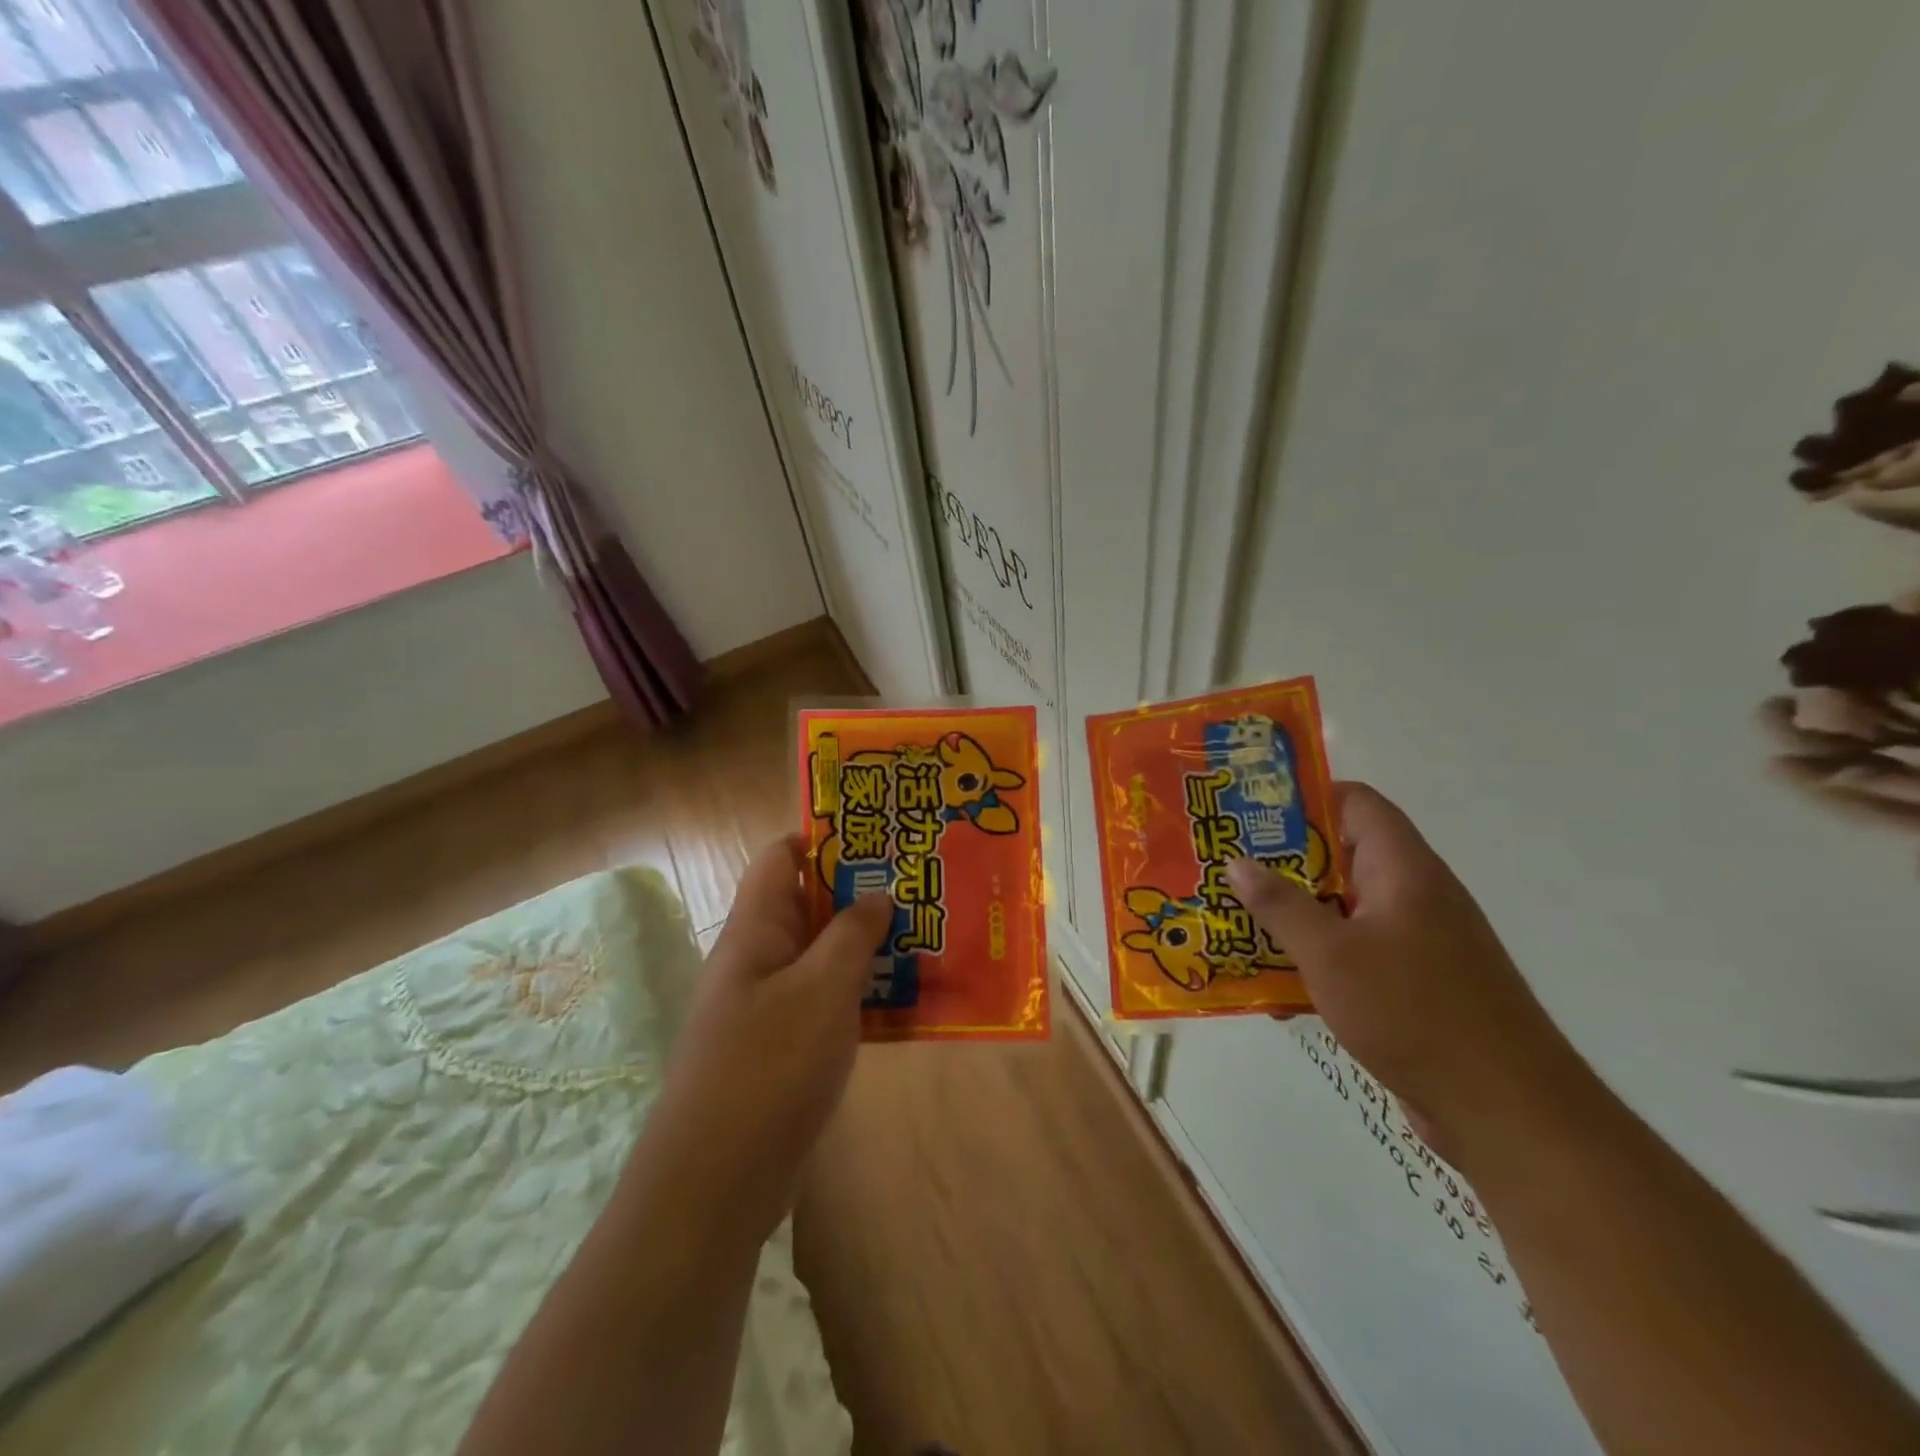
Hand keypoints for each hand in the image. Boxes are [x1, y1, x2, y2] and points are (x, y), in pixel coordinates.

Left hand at [647, 835, 891, 1243]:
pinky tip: (907, 998)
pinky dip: (860, 992)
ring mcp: (769, 1005)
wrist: (716, 1183)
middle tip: (920, 885)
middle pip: (809, 905)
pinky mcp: (783, 1047)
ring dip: (867, 945)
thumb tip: (876, 894)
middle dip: (860, 892)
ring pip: (822, 955)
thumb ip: (852, 935)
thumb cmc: (768, 1067)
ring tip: (925, 934)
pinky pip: (825, 1001)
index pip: (783, 857)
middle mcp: (758, 958)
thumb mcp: (822, 989)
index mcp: (756, 929)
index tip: (881, 838)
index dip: (826, 839)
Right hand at [1226, 783, 1584, 1165]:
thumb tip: (1237, 862)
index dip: (1304, 798)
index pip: (1355, 803)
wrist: (1507, 1113)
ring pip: (1342, 910)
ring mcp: (1418, 943)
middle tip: (1226, 868)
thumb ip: (1280, 905)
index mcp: (1403, 870)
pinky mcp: (1415, 986)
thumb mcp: (1331, 954)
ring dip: (1293, 916)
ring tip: (1236, 922)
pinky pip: (1355, 954)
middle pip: (1342, 857)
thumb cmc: (1414, 1012)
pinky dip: (1315, 960)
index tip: (1250, 813)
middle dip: (1282, 863)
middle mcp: (1413, 896)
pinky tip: (1274, 988)